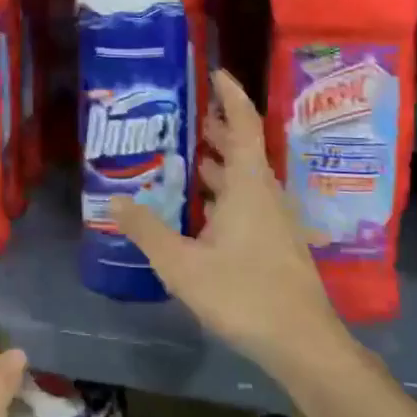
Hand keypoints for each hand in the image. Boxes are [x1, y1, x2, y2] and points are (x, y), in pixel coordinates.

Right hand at [112, 69, 347, 378]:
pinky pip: (247, 202)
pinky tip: (200, 210)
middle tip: (185, 115)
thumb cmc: (243, 294)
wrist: (302, 344)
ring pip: (245, 178)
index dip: (231, 96)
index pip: (244, 125)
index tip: (215, 72)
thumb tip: (114, 201)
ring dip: (219, 163)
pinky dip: (224, 192)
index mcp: (249, 186)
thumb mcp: (181, 264)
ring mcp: (274, 221)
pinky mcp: (275, 244)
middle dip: (217, 128)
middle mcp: (266, 194)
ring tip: (186, 155)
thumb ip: (146, 230)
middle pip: (244, 149)